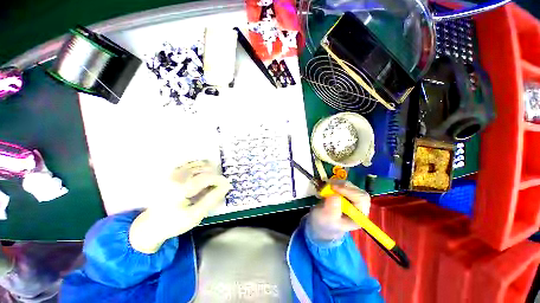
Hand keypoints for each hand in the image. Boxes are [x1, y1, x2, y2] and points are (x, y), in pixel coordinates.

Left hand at [129, 161, 231, 253]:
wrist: (151, 226)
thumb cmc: (174, 223)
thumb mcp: (195, 215)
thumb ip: (211, 199)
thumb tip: (225, 187)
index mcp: (181, 189)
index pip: (206, 178)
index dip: (219, 180)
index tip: (227, 185)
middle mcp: (176, 178)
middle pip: (201, 169)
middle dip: (215, 174)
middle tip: (221, 184)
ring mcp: (172, 175)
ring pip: (195, 164)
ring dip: (208, 168)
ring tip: (214, 177)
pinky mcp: (170, 175)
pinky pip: (187, 164)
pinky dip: (197, 164)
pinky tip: (203, 169)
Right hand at [307, 181, 370, 241]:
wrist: (321, 222)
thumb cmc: (325, 223)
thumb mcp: (327, 218)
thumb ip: (332, 209)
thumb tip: (335, 195)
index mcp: (359, 216)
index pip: (361, 199)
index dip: (349, 191)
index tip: (334, 188)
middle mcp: (360, 207)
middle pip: (358, 191)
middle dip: (344, 187)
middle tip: (330, 186)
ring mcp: (354, 199)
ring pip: (351, 186)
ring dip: (338, 184)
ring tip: (327, 188)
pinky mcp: (347, 194)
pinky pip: (344, 185)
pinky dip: (335, 183)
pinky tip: (328, 188)